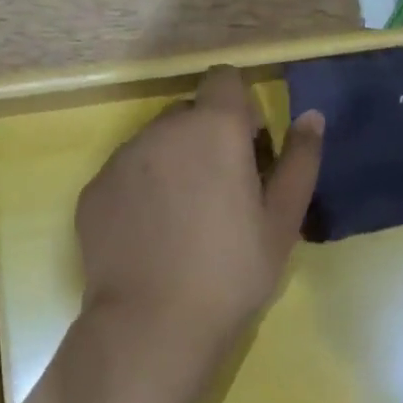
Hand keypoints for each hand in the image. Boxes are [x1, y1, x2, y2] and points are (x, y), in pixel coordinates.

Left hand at [76, 65, 324, 351]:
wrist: (152, 324)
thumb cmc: (231, 271)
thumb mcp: (283, 220)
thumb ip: (300, 160)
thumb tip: (310, 116)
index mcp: (213, 127)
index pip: (224, 78)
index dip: (240, 107)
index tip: (248, 150)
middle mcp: (161, 129)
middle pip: (188, 113)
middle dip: (207, 138)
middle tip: (221, 194)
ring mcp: (120, 158)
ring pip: (154, 143)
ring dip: (172, 163)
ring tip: (182, 221)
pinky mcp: (93, 189)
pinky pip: (125, 173)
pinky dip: (140, 190)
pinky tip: (150, 236)